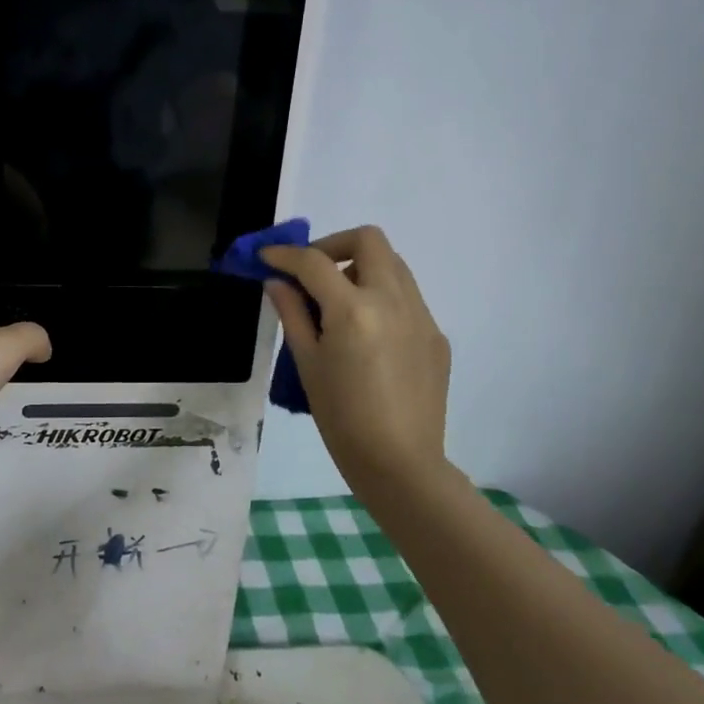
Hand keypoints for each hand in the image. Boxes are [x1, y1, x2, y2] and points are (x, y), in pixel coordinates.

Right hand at [261, 226, 453, 492]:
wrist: (400, 464)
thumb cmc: (342, 418)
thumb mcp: (307, 363)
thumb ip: (293, 314)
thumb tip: (277, 283)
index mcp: (354, 309)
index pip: (314, 262)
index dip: (285, 254)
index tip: (267, 257)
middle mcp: (393, 300)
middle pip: (368, 239)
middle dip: (333, 244)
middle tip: (312, 271)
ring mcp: (421, 316)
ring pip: (393, 264)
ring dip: (361, 266)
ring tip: (338, 299)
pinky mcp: (435, 335)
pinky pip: (407, 296)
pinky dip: (381, 296)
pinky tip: (367, 333)